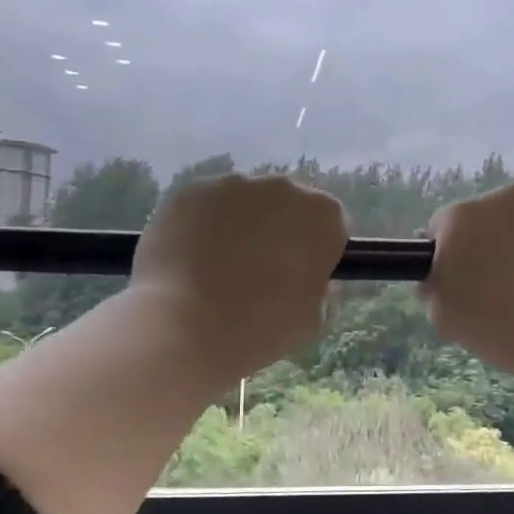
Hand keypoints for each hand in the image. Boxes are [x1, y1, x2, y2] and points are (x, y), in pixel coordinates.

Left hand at [129, 172, 348, 382]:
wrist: (181, 327)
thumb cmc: (259, 327)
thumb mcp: (313, 319)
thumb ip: (319, 287)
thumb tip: (305, 275)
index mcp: (322, 215)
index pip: (331, 223)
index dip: (318, 250)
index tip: (302, 276)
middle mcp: (281, 187)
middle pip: (287, 205)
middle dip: (279, 231)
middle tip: (260, 273)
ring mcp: (230, 185)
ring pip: (244, 203)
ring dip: (240, 226)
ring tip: (218, 270)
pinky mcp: (188, 191)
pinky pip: (205, 206)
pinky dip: (202, 227)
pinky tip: (189, 262)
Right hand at [421, 184, 513, 393]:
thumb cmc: (507, 335)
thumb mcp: (445, 318)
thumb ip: (431, 283)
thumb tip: (437, 267)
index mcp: (459, 220)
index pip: (445, 226)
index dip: (456, 252)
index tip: (471, 278)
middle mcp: (500, 195)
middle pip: (490, 214)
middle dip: (496, 240)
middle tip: (512, 280)